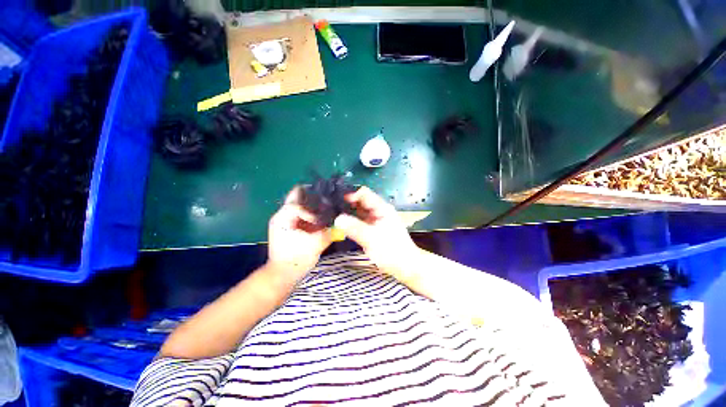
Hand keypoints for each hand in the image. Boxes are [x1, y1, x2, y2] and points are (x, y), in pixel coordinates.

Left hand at [267, 187, 332, 278]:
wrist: (283, 275)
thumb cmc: (296, 260)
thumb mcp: (315, 245)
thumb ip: (330, 233)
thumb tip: (343, 224)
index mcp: (283, 217)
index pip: (298, 202)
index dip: (312, 208)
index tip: (321, 218)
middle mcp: (282, 215)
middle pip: (297, 197)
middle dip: (313, 198)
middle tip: (327, 202)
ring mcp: (285, 220)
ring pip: (300, 204)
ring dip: (313, 206)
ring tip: (327, 209)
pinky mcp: (290, 226)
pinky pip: (302, 214)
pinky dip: (312, 214)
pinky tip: (322, 218)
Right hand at [333, 187, 418, 276]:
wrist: (406, 267)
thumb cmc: (392, 251)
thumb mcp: (372, 239)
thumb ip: (354, 228)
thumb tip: (337, 219)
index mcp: (381, 208)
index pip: (364, 194)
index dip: (350, 194)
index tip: (335, 200)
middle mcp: (379, 211)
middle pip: (361, 201)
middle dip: (347, 203)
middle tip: (330, 207)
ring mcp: (376, 220)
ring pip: (360, 212)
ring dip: (348, 212)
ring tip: (332, 214)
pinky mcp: (374, 229)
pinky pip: (361, 221)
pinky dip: (352, 221)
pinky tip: (342, 225)